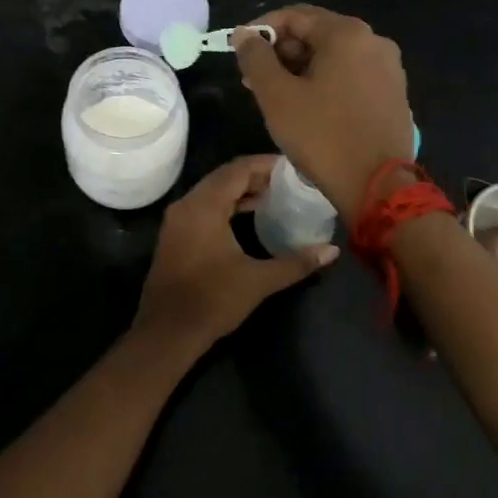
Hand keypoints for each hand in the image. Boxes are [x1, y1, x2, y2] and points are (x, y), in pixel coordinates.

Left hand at [135, 155, 337, 352]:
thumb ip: (296, 262)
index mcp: (204, 205)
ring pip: (213, 192)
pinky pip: (204, 206)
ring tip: (275, 196)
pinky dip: (228, 205)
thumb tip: (331, 251)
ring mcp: (178, 219)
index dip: (266, 164)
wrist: (166, 332)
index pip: (238, 169)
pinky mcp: (175, 235)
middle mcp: (188, 204)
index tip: (293, 168)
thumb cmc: (212, 300)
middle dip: (257, 176)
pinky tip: (250, 217)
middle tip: (289, 181)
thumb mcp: (258, 281)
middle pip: (225, 176)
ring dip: (242, 191)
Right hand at [232, 6, 413, 223]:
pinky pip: (352, 75)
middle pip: (317, 34)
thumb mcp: (276, 96)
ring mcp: (389, 68)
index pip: (294, 15)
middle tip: (254, 79)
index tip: (239, 51)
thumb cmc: (322, 136)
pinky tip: (309, 108)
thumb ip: (255, 57)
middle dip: (282, 52)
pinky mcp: (394, 94)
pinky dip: (326, 82)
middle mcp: (374, 41)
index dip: (261, 29)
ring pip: (334, 57)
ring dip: (301, 69)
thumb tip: (244, 34)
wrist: (378, 186)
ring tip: (276, 96)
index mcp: (347, 33)